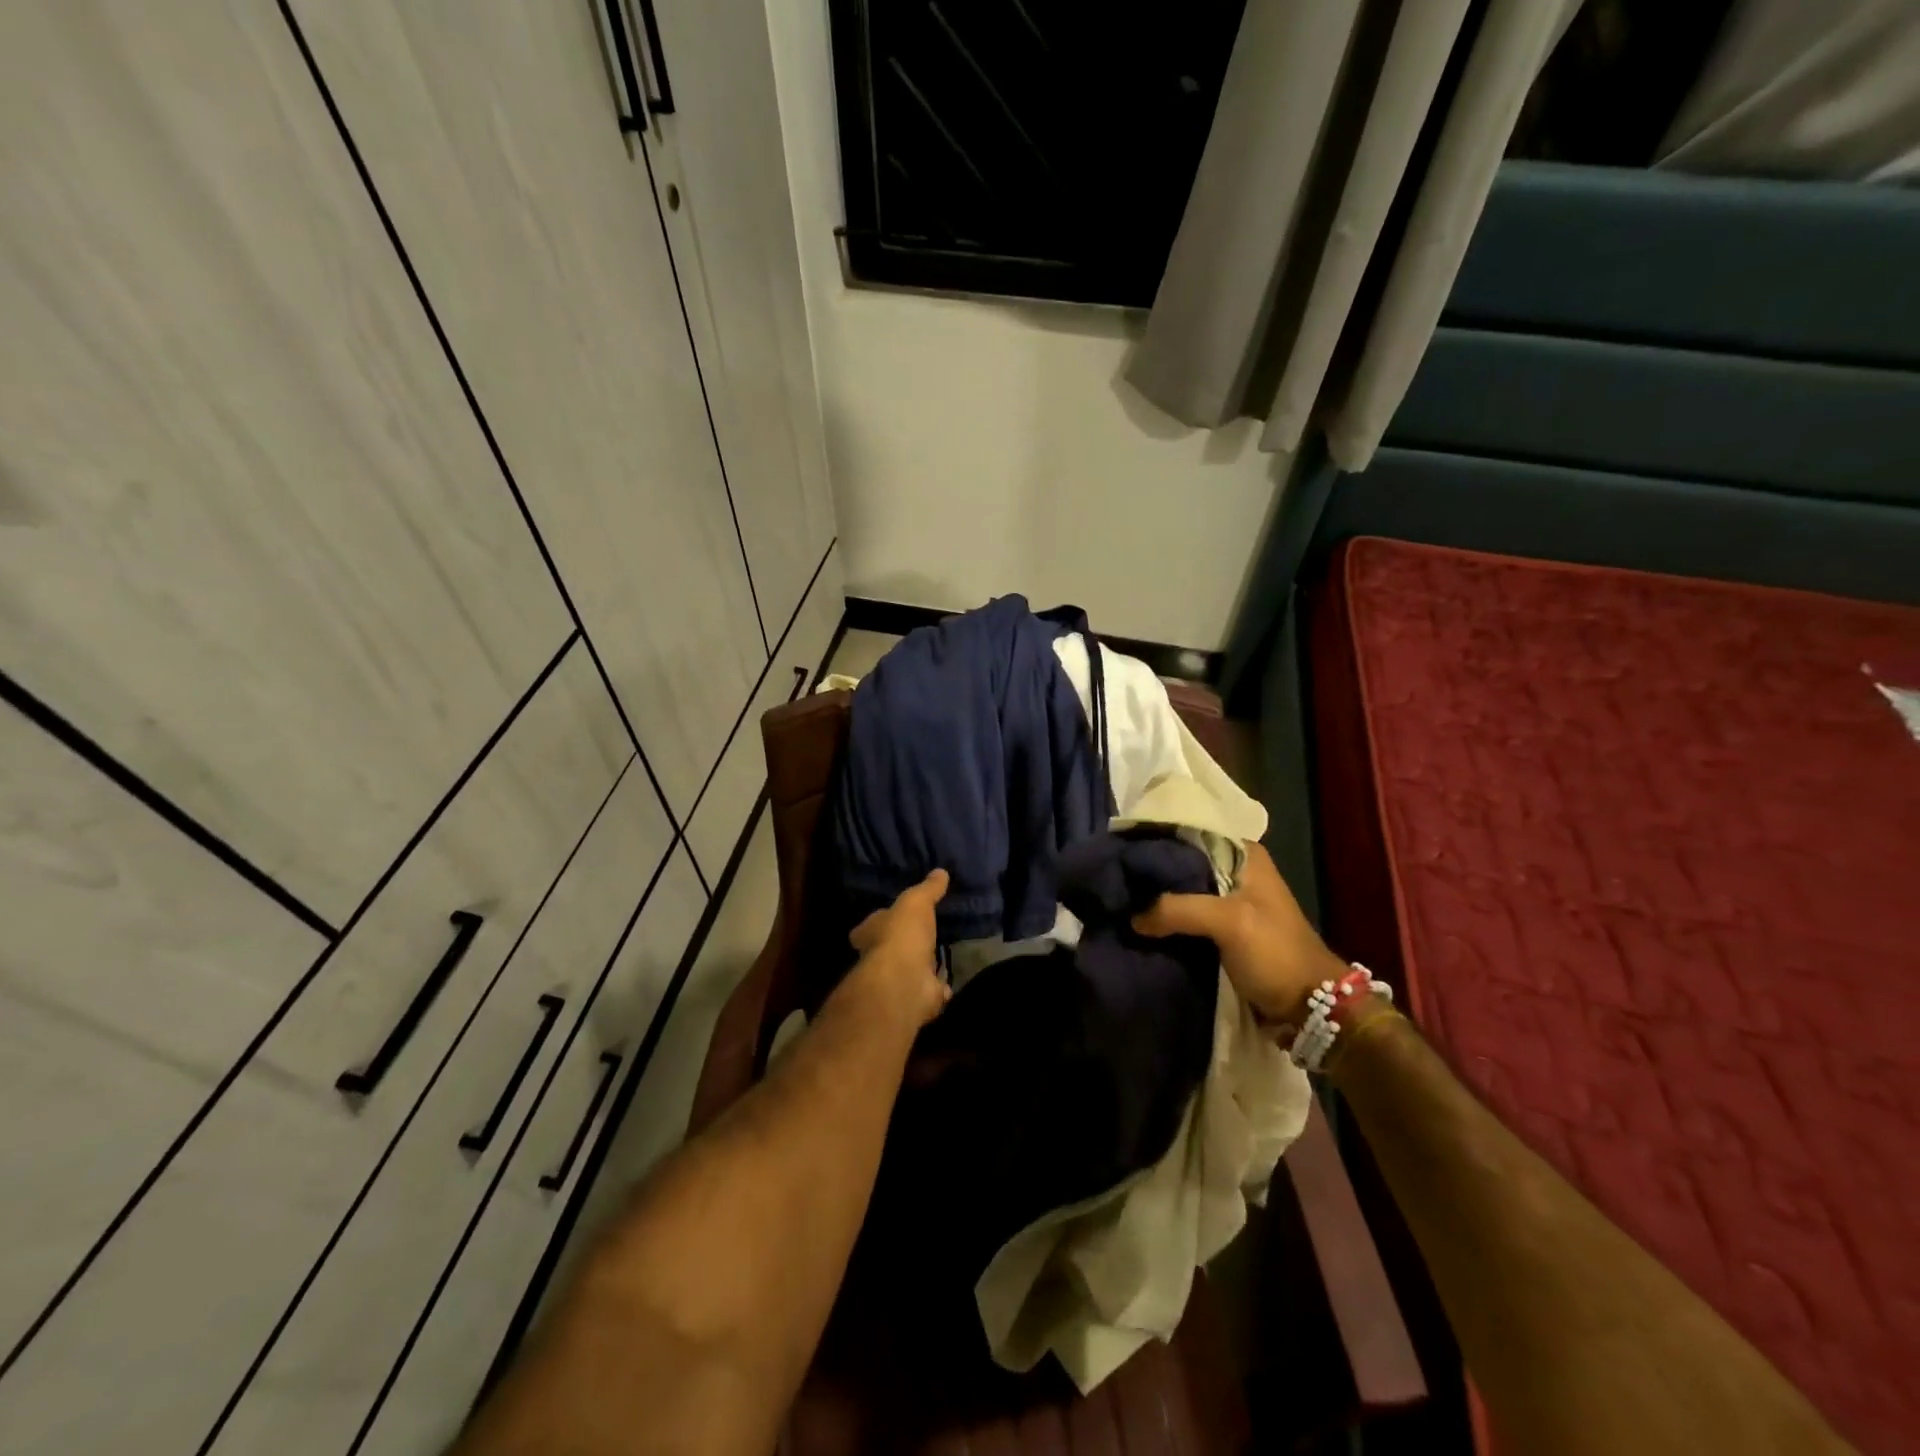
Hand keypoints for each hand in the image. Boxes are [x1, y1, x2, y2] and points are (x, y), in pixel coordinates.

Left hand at [845, 869, 950, 1029]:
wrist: (905, 981)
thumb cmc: (901, 935)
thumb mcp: (916, 901)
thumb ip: (928, 888)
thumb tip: (941, 871)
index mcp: (870, 933)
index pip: (869, 925)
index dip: (880, 921)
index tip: (892, 915)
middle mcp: (878, 958)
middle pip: (890, 948)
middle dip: (903, 943)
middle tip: (921, 935)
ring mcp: (898, 980)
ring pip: (910, 969)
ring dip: (921, 966)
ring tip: (937, 956)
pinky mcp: (917, 997)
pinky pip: (930, 990)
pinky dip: (938, 988)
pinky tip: (947, 982)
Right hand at [1133, 842, 1345, 1023]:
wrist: (1310, 1009)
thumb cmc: (1276, 952)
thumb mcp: (1229, 922)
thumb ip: (1177, 909)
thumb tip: (1132, 917)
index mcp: (1244, 854)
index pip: (1190, 832)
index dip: (1157, 839)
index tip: (1121, 848)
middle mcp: (1236, 871)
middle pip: (1183, 862)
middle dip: (1152, 872)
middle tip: (1115, 877)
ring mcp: (1229, 903)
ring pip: (1182, 891)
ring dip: (1156, 899)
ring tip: (1119, 899)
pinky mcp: (1222, 931)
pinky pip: (1185, 917)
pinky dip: (1166, 921)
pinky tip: (1139, 924)